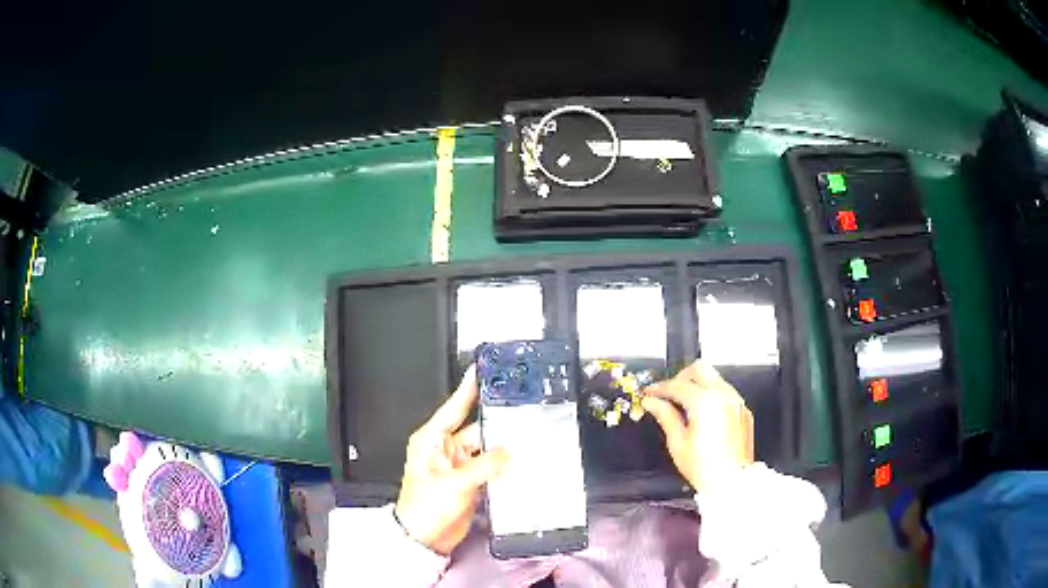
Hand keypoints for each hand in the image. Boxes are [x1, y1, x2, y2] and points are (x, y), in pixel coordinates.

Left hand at [395, 366, 508, 555]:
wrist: (426, 537)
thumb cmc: (423, 508)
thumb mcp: (453, 484)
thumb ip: (484, 466)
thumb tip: (507, 453)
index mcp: (431, 441)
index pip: (453, 407)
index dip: (467, 389)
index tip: (480, 370)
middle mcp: (446, 450)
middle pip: (476, 429)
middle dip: (496, 425)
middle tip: (519, 414)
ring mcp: (459, 466)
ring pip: (487, 450)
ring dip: (502, 449)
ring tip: (525, 441)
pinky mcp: (470, 482)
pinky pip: (490, 468)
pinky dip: (503, 467)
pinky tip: (518, 464)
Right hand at [642, 360, 753, 491]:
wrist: (731, 480)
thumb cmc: (705, 467)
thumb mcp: (677, 442)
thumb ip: (665, 415)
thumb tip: (652, 403)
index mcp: (704, 402)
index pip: (676, 385)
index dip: (658, 388)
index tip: (649, 393)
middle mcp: (722, 396)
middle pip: (698, 369)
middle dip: (680, 378)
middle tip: (668, 393)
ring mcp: (735, 401)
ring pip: (713, 378)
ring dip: (697, 385)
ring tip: (683, 404)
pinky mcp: (742, 410)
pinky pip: (724, 392)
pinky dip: (711, 395)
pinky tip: (702, 413)